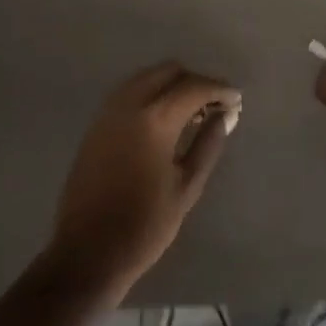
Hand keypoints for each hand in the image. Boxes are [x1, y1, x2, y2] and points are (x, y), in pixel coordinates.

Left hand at [48, 62, 240, 295]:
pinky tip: (164, 120)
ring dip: (171, 84)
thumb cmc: (145, 225)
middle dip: (195, 81)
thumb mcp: (187, 186)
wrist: (88, 253)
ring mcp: (107, 113)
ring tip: (192, 111)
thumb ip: (208, 144)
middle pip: (168, 71)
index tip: (237, 100)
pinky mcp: (95, 126)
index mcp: (154, 120)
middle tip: (215, 104)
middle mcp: (128, 105)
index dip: (219, 89)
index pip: (194, 87)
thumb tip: (226, 114)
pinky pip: (129, 93)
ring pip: (145, 78)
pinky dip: (151, 94)